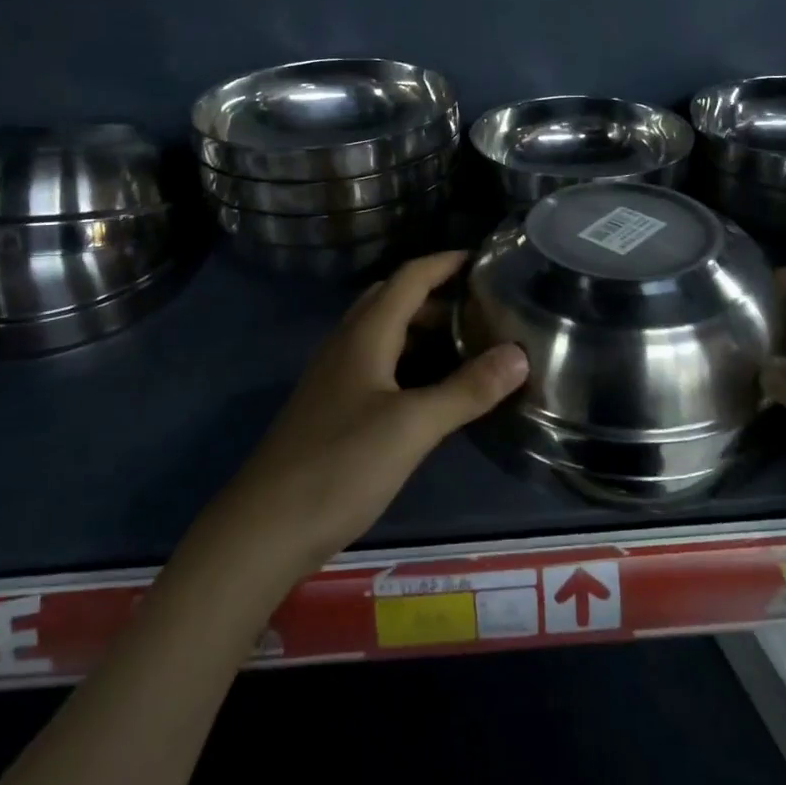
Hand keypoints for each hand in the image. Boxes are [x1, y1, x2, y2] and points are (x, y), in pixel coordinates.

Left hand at [198, 251, 527, 585]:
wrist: (267, 526)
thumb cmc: (341, 465)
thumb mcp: (412, 426)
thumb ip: (466, 390)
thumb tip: (519, 354)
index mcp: (365, 335)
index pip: (409, 277)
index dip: (445, 262)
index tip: (484, 258)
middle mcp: (347, 345)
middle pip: (393, 300)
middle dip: (437, 295)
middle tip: (482, 307)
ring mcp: (335, 377)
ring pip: (384, 334)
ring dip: (422, 329)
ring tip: (467, 343)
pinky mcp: (333, 408)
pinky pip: (377, 366)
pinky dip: (409, 361)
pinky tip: (431, 389)